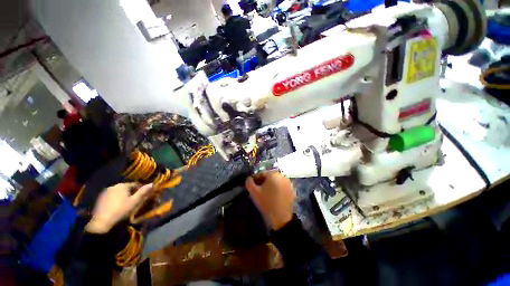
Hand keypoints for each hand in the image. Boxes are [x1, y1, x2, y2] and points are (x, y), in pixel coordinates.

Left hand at [85, 183, 153, 233]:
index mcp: (123, 185)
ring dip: (123, 196)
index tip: (143, 196)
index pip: (135, 184)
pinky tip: (116, 207)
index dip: (140, 190)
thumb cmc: (121, 210)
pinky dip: (116, 199)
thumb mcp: (135, 202)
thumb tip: (152, 183)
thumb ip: (143, 192)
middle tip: (134, 201)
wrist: (101, 222)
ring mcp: (105, 192)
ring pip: (119, 192)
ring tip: (125, 204)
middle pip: (126, 188)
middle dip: (131, 193)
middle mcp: (114, 186)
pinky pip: (112, 196)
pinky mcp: (100, 198)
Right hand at [245, 172, 294, 230]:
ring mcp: (288, 182)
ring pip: (276, 180)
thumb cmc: (267, 203)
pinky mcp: (292, 189)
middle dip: (263, 182)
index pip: (261, 174)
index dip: (256, 180)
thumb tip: (249, 179)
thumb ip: (249, 183)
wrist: (281, 217)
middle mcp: (282, 175)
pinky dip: (277, 188)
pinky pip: (281, 185)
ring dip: (270, 185)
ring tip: (266, 193)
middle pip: (269, 176)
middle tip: (259, 190)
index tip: (253, 187)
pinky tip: (274, 196)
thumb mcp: (254, 193)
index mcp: (273, 174)